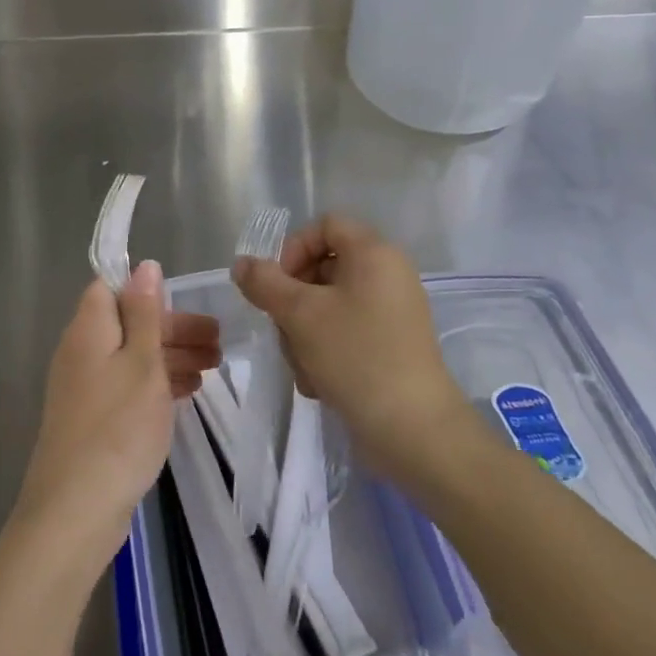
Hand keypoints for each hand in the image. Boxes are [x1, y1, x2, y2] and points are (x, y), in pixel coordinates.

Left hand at [13, 262, 219, 573]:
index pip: (111, 288)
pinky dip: (158, 384)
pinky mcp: (94, 419)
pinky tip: (188, 392)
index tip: (186, 301)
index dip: (147, 290)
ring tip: (215, 367)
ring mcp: (86, 388)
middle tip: (218, 341)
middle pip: (129, 323)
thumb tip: (143, 265)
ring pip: (133, 357)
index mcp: (89, 329)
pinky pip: (130, 386)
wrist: (76, 509)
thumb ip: (145, 313)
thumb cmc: (118, 427)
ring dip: (172, 357)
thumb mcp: (142, 362)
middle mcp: (82, 352)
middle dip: (173, 328)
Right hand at [233, 214, 486, 484]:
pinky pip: (348, 331)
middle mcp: (388, 274)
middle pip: (323, 267)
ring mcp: (393, 311)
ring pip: (330, 305)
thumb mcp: (299, 314)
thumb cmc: (355, 356)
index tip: (277, 286)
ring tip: (302, 366)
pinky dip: (326, 350)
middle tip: (283, 330)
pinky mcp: (393, 344)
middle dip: (294, 300)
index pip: (324, 226)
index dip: (293, 248)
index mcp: (374, 253)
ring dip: (304, 332)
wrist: (414, 429)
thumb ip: (265, 283)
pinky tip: (318, 382)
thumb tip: (242, 264)